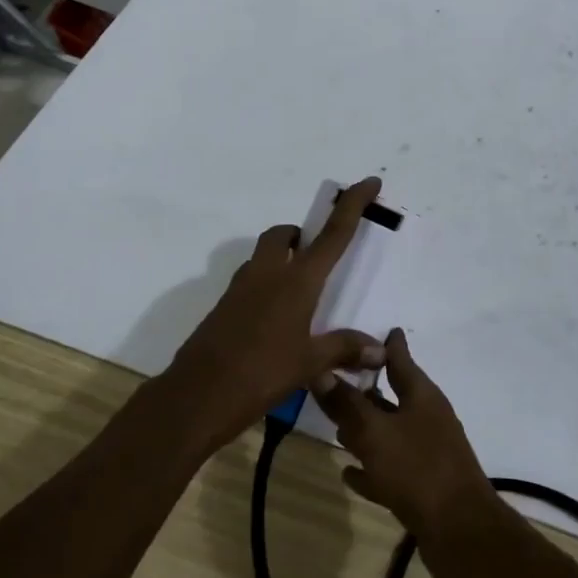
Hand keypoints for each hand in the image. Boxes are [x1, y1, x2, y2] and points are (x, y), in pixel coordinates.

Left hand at [161, 177, 386, 451]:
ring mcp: (240, 288)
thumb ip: (344, 349)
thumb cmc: (261, 374)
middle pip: (284, 235)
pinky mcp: (224, 306)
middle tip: (316, 256)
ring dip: (281, 259)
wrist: (197, 395)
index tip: (368, 182)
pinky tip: (274, 321)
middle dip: (301, 236)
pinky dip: (265, 286)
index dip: (352, 205)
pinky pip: (250, 281)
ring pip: (263, 256)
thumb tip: (379, 348)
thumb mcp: (309, 364)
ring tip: (299, 295)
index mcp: (297, 281)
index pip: (333, 234)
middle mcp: (268, 274)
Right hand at [313, 329, 513, 577]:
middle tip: (336, 380)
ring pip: (390, 433)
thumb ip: (346, 404)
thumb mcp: (374, 433)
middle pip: (392, 397)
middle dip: (366, 390)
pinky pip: (390, 468)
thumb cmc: (418, 471)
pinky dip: (372, 467)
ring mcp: (427, 454)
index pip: (400, 359)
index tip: (378, 329)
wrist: (462, 534)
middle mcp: (427, 419)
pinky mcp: (423, 487)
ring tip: (336, 427)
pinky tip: (349, 474)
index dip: (387, 345)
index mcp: (422, 397)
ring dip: (366, 429)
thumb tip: (319, 370)